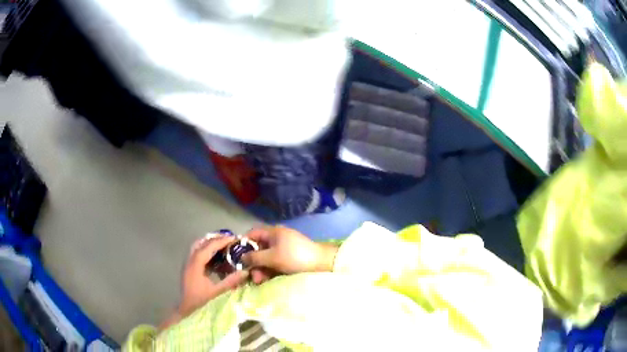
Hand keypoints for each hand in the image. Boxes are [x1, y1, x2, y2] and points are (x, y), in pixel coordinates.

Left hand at [178, 236, 248, 318]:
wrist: (186, 311)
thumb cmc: (200, 302)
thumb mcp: (217, 292)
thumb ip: (231, 281)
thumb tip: (245, 272)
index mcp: (196, 265)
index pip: (208, 247)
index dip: (221, 241)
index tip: (234, 238)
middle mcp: (190, 261)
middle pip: (201, 243)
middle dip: (215, 239)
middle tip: (229, 240)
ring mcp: (188, 264)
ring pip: (198, 246)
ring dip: (210, 243)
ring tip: (224, 245)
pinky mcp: (189, 268)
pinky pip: (197, 253)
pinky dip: (207, 250)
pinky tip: (217, 257)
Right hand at [242, 226, 337, 283]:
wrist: (321, 264)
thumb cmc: (295, 257)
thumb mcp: (272, 257)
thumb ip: (254, 257)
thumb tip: (241, 257)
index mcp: (273, 232)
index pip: (253, 234)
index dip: (243, 244)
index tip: (236, 257)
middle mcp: (277, 239)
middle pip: (259, 249)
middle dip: (253, 263)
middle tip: (252, 276)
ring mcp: (284, 250)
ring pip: (266, 259)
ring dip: (261, 270)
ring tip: (260, 281)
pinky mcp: (289, 260)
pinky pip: (275, 264)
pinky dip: (270, 271)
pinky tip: (266, 281)